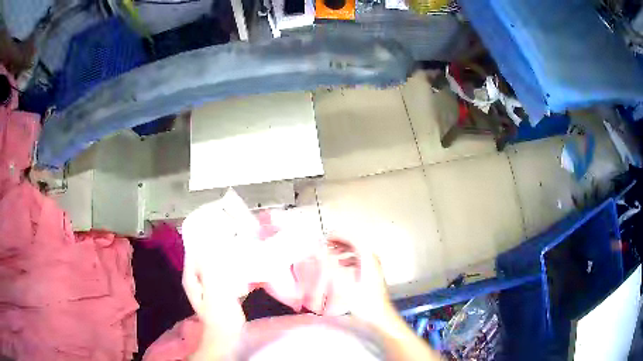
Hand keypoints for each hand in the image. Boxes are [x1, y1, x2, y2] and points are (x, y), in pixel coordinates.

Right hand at [324, 237, 398, 327]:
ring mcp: (374, 268)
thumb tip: (320, 252)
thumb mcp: (344, 286)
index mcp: (368, 260)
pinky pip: (360, 260)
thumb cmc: (364, 304)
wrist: (380, 318)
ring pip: (358, 252)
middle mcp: (373, 260)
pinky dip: (349, 259)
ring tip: (330, 253)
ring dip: (344, 250)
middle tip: (326, 243)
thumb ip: (331, 267)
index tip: (327, 237)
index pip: (354, 239)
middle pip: (357, 243)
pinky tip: (341, 266)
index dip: (340, 235)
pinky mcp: (372, 275)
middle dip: (341, 241)